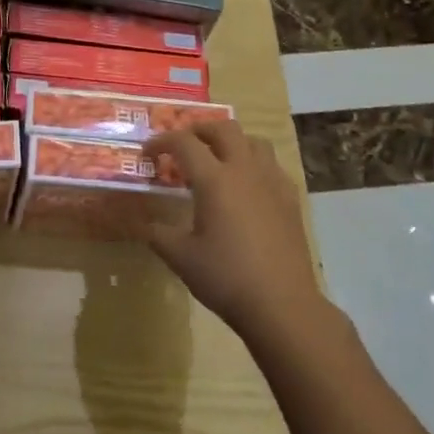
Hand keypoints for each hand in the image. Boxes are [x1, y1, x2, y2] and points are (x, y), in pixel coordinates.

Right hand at [144, 120, 330, 347]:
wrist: (282, 305)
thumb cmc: (226, 277)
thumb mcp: (179, 256)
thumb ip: (157, 232)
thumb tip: (142, 222)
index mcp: (215, 180)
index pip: (184, 143)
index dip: (161, 142)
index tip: (147, 154)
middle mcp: (245, 171)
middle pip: (223, 129)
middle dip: (198, 130)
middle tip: (182, 146)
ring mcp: (272, 183)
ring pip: (253, 142)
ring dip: (230, 141)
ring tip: (215, 159)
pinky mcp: (290, 200)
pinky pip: (271, 165)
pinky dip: (253, 163)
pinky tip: (245, 187)